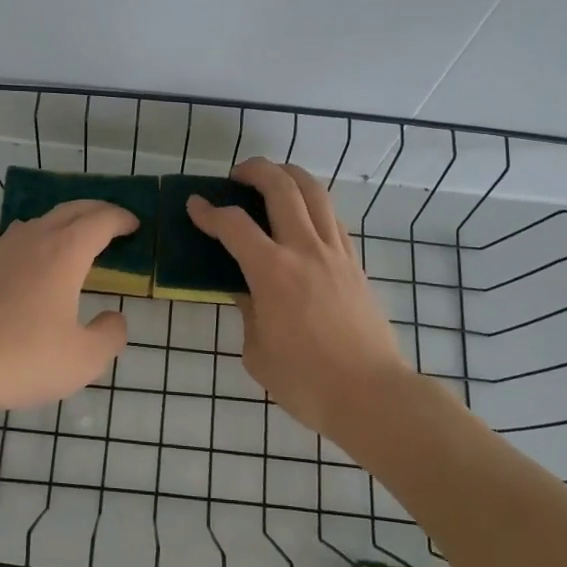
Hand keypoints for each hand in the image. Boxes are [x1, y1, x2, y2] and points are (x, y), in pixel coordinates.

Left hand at [0, 201, 135, 420]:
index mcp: (65, 252)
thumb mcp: (83, 359)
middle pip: (70, 209)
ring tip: (75, 240)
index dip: (121, 219)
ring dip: (64, 221)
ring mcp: (0, 250)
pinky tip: (33, 264)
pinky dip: (37, 239)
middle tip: (113, 222)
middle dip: (96, 210)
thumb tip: (114, 318)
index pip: (100, 220)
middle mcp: (33, 240)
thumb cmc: (22, 358)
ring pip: (39, 221)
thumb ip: (109, 335)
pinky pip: (16, 239)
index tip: (134, 225)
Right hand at [187, 158, 412, 443]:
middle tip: (236, 176)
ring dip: (290, 175)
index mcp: (273, 272)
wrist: (371, 396)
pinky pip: (332, 218)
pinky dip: (313, 203)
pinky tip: (302, 215)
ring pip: (315, 193)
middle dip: (255, 171)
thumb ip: (248, 312)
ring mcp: (335, 253)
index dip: (209, 212)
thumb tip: (247, 289)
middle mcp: (305, 250)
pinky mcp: (355, 264)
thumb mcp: (258, 351)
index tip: (194, 205)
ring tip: (273, 178)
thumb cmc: (306, 382)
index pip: (234, 225)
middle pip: (281, 188)